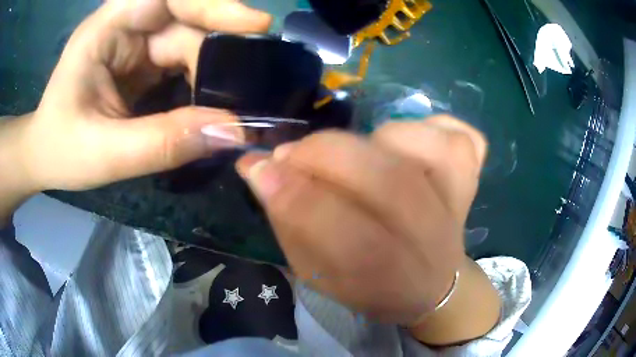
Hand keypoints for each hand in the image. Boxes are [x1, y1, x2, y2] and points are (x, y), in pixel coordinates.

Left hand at [14, 0, 270, 192]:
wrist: (46, 156)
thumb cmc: (62, 150)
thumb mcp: (106, 154)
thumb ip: (164, 142)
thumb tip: (232, 132)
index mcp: (106, 29)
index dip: (211, 4)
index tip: (254, 25)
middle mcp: (125, 26)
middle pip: (184, 21)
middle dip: (217, 48)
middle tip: (251, 79)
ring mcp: (134, 44)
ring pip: (187, 43)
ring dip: (210, 71)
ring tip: (230, 101)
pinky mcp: (141, 63)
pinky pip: (181, 62)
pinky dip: (199, 81)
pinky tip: (209, 102)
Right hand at [237, 115, 488, 325]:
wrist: (435, 286)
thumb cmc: (372, 285)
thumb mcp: (319, 274)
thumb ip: (288, 222)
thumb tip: (258, 169)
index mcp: (388, 277)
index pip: (341, 231)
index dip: (292, 193)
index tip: (255, 167)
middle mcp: (431, 237)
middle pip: (387, 181)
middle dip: (324, 154)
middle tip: (293, 154)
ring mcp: (460, 200)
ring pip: (425, 150)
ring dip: (373, 140)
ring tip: (354, 157)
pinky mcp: (473, 176)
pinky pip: (459, 135)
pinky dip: (430, 126)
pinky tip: (409, 145)